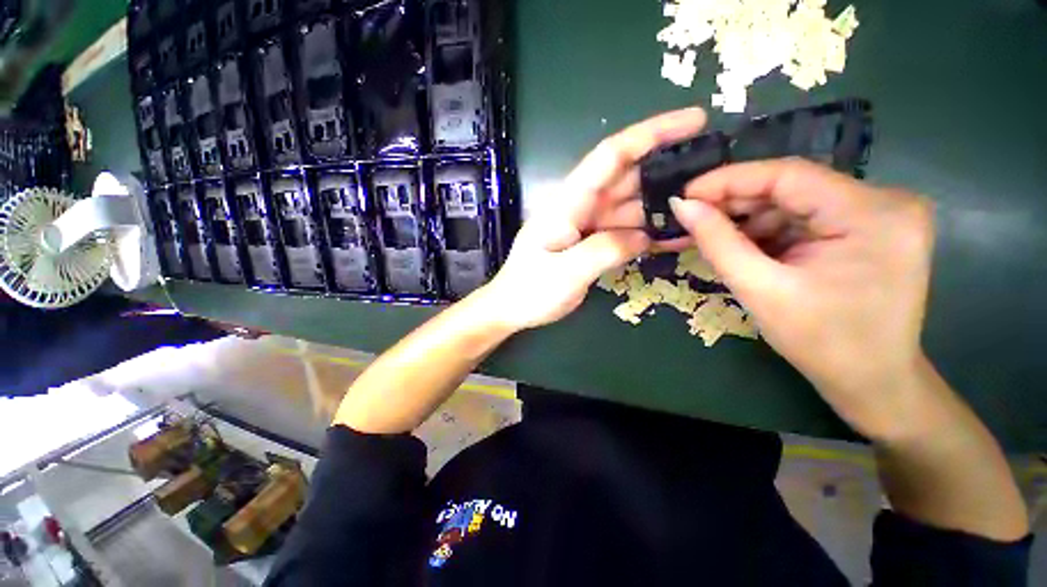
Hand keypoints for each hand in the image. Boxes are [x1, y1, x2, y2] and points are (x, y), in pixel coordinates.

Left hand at [482, 108, 707, 330]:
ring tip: (706, 211)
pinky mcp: (594, 243)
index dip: (651, 133)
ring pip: (632, 207)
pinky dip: (650, 233)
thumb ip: (604, 250)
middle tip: (715, 176)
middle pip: (629, 178)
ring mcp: (589, 225)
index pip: (611, 156)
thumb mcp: (565, 273)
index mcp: (568, 203)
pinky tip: (677, 238)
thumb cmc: (529, 290)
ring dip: (664, 207)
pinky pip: (627, 232)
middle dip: (669, 170)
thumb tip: (643, 236)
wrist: (513, 308)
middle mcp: (581, 207)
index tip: (695, 120)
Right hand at [669, 159, 934, 436]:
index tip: (685, 194)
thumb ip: (717, 242)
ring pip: (795, 202)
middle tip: (690, 218)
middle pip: (792, 187)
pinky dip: (769, 231)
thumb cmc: (821, 343)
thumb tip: (681, 206)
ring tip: (710, 237)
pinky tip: (742, 246)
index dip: (729, 180)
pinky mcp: (868, 229)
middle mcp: (885, 202)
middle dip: (735, 203)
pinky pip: (806, 218)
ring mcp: (880, 214)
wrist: (871, 382)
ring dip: (749, 220)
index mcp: (872, 214)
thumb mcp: (760, 290)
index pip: (788, 175)